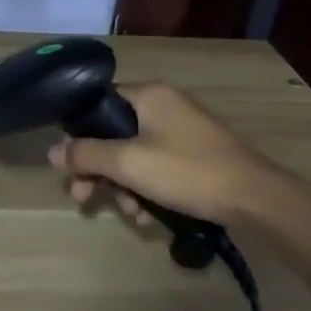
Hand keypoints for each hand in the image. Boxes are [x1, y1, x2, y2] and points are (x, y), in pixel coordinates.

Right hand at [47, 82, 292, 229]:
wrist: (258, 200)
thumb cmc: (188, 172)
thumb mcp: (129, 164)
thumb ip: (86, 155)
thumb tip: (52, 151)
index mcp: (148, 94)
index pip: (98, 104)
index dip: (79, 135)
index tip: (71, 167)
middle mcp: (164, 105)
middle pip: (114, 133)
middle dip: (99, 170)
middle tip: (84, 199)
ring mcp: (183, 130)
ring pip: (135, 154)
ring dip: (123, 185)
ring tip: (129, 213)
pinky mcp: (197, 155)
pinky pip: (157, 165)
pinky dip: (147, 188)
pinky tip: (148, 216)